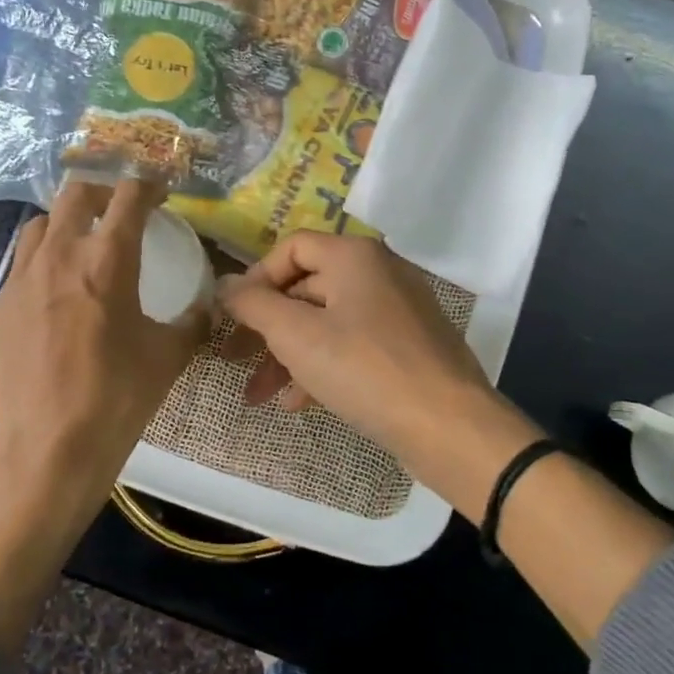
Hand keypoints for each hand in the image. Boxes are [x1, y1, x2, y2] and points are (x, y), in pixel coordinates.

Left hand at [0, 177, 206, 651]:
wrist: (46, 450)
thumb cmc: (117, 399)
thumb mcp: (168, 358)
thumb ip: (193, 322)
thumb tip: (209, 306)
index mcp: (107, 261)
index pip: (129, 197)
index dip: (148, 183)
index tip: (160, 188)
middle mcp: (58, 257)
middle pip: (75, 194)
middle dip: (102, 191)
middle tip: (120, 209)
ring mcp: (17, 283)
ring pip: (38, 227)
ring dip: (64, 225)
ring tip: (81, 248)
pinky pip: (18, 274)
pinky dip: (40, 272)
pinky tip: (52, 307)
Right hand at [217, 232, 542, 512]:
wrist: (448, 426)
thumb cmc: (365, 369)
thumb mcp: (296, 336)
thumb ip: (254, 305)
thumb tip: (225, 285)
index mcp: (355, 256)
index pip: (291, 248)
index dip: (256, 278)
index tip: (235, 317)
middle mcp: (379, 273)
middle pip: (307, 288)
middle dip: (267, 327)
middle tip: (236, 359)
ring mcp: (398, 310)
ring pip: (328, 322)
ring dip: (289, 355)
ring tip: (260, 394)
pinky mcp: (408, 346)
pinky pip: (353, 346)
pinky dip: (322, 367)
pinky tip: (298, 402)